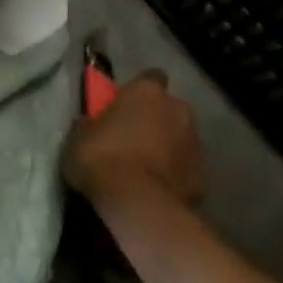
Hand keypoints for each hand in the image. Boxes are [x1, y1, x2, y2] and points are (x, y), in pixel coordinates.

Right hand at [63, 71, 205, 207]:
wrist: (138, 205)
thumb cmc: (103, 159)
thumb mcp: (79, 138)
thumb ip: (90, 124)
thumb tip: (89, 123)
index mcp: (147, 91)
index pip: (149, 78)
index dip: (138, 92)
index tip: (124, 106)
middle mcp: (178, 109)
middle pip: (168, 108)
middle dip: (156, 120)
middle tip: (133, 139)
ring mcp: (195, 142)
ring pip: (180, 138)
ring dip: (167, 147)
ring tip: (145, 170)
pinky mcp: (203, 175)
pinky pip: (186, 169)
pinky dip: (175, 175)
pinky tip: (157, 191)